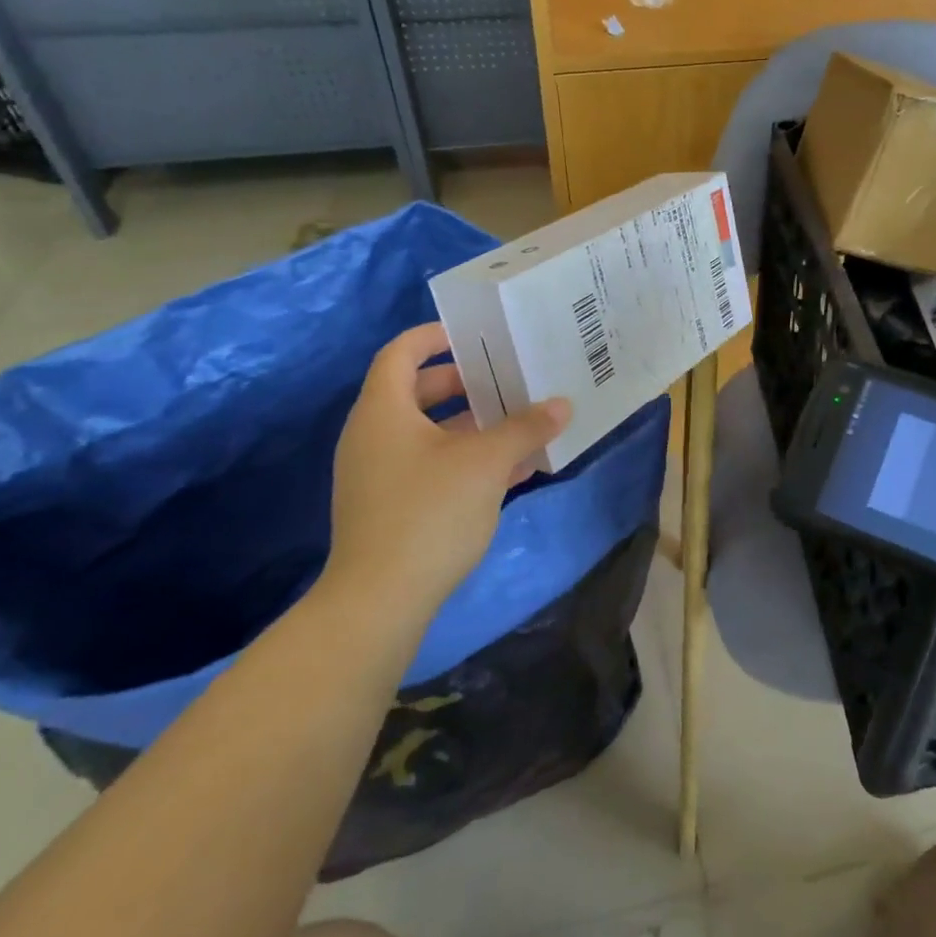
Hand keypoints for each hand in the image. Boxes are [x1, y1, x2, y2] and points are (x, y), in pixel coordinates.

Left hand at [322, 322, 570, 629]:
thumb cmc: (429, 512)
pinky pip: (428, 465)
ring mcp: (377, 474)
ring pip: (427, 432)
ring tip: (518, 422)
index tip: (475, 335)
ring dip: (471, 424)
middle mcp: (372, 435)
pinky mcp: (388, 507)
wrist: (379, 601)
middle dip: (464, 383)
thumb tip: (562, 405)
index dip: (435, 337)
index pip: (401, 353)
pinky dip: (463, 458)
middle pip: (417, 391)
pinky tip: (510, 471)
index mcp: (384, 410)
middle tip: (506, 378)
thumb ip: (525, 428)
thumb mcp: (486, 463)